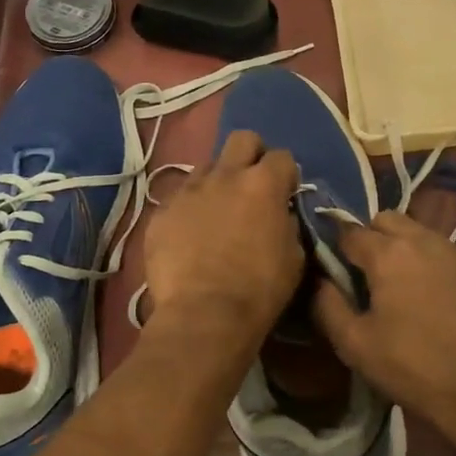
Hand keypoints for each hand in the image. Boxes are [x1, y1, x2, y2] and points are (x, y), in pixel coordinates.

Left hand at [144, 130, 302, 338]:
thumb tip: (279, 214)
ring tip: (216, 212)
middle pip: (242, 139)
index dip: (286, 174)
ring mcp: (188, 191)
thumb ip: (287, 223)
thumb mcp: (294, 256)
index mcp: (263, 184)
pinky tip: (189, 237)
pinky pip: (178, 199)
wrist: (204, 315)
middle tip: (252, 185)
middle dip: (251, 155)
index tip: (285, 193)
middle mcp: (225, 176)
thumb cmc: (259, 290)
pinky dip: (188, 211)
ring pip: (205, 167)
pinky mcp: (160, 212)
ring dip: (216, 182)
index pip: (282, 157)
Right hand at [311, 211, 455, 455]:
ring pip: (421, 233)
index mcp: (387, 253)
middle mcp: (424, 238)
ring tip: (408, 286)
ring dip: (407, 248)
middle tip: (370, 275)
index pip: (349, 231)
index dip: (337, 248)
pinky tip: (443, 297)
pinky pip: (450, 252)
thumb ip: (328, 305)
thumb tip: (320, 280)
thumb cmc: (415, 368)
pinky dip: (438, 264)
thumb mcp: (356, 346)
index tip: (335, 269)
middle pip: (386, 219)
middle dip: (372, 238)